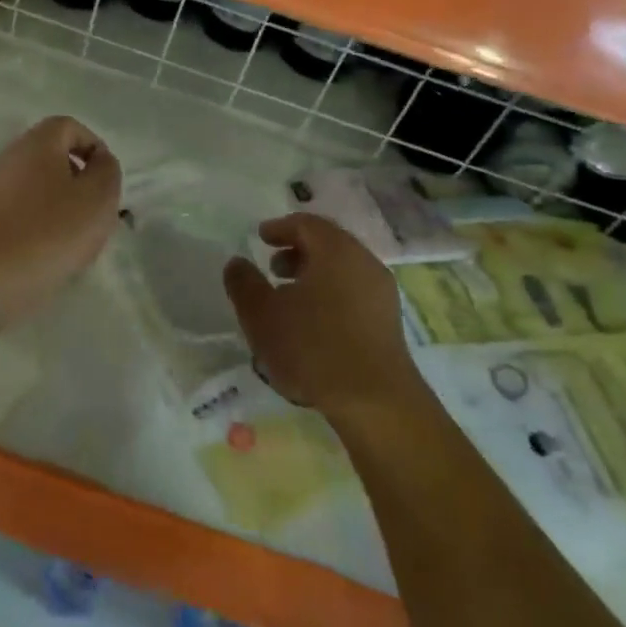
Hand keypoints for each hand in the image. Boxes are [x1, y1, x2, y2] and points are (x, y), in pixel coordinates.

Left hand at [0, 116, 121, 334]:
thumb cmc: (49, 232)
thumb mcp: (97, 199)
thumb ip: (107, 172)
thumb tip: (100, 161)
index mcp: (38, 143)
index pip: (70, 127)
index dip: (94, 147)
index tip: (106, 179)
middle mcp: (11, 156)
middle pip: (53, 156)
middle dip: (79, 180)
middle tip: (95, 212)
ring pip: (38, 186)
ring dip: (61, 205)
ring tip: (76, 238)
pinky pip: (21, 210)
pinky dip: (40, 224)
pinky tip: (49, 253)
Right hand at [223, 213, 421, 418]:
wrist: (375, 402)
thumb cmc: (313, 348)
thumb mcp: (262, 314)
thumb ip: (244, 283)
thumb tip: (236, 262)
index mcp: (335, 249)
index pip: (306, 224)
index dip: (280, 228)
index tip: (261, 238)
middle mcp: (363, 262)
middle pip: (328, 244)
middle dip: (298, 252)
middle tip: (273, 268)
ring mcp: (381, 293)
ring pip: (343, 270)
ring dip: (315, 276)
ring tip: (290, 299)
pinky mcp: (389, 323)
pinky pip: (355, 293)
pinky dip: (332, 295)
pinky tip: (315, 324)